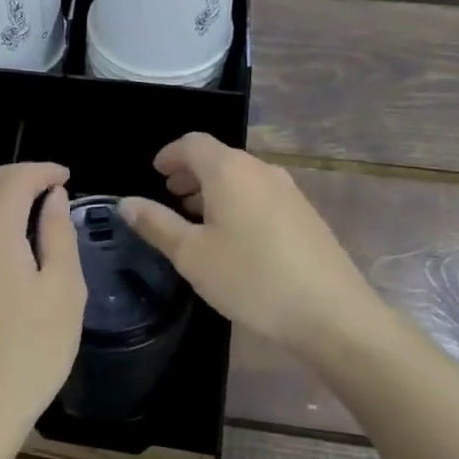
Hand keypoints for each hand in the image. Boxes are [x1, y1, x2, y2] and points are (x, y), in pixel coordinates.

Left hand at [0, 162, 86, 444]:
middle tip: (51, 186)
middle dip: (19, 176)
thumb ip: (58, 234)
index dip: (42, 170)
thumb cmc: (32, 351)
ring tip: (33, 212)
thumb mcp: (63, 291)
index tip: (66, 177)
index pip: (14, 180)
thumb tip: (52, 197)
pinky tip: (7, 246)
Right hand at [120, 134, 378, 356]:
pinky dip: (237, 202)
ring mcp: (288, 191)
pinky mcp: (305, 214)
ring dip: (213, 189)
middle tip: (169, 197)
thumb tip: (126, 202)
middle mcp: (260, 170)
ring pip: (240, 177)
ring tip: (196, 219)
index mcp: (229, 171)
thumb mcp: (192, 255)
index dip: (169, 154)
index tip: (154, 173)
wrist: (333, 315)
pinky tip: (233, 238)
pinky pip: (260, 194)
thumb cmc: (252, 279)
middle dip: (190, 173)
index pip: (192, 143)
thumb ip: (156, 224)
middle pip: (218, 157)